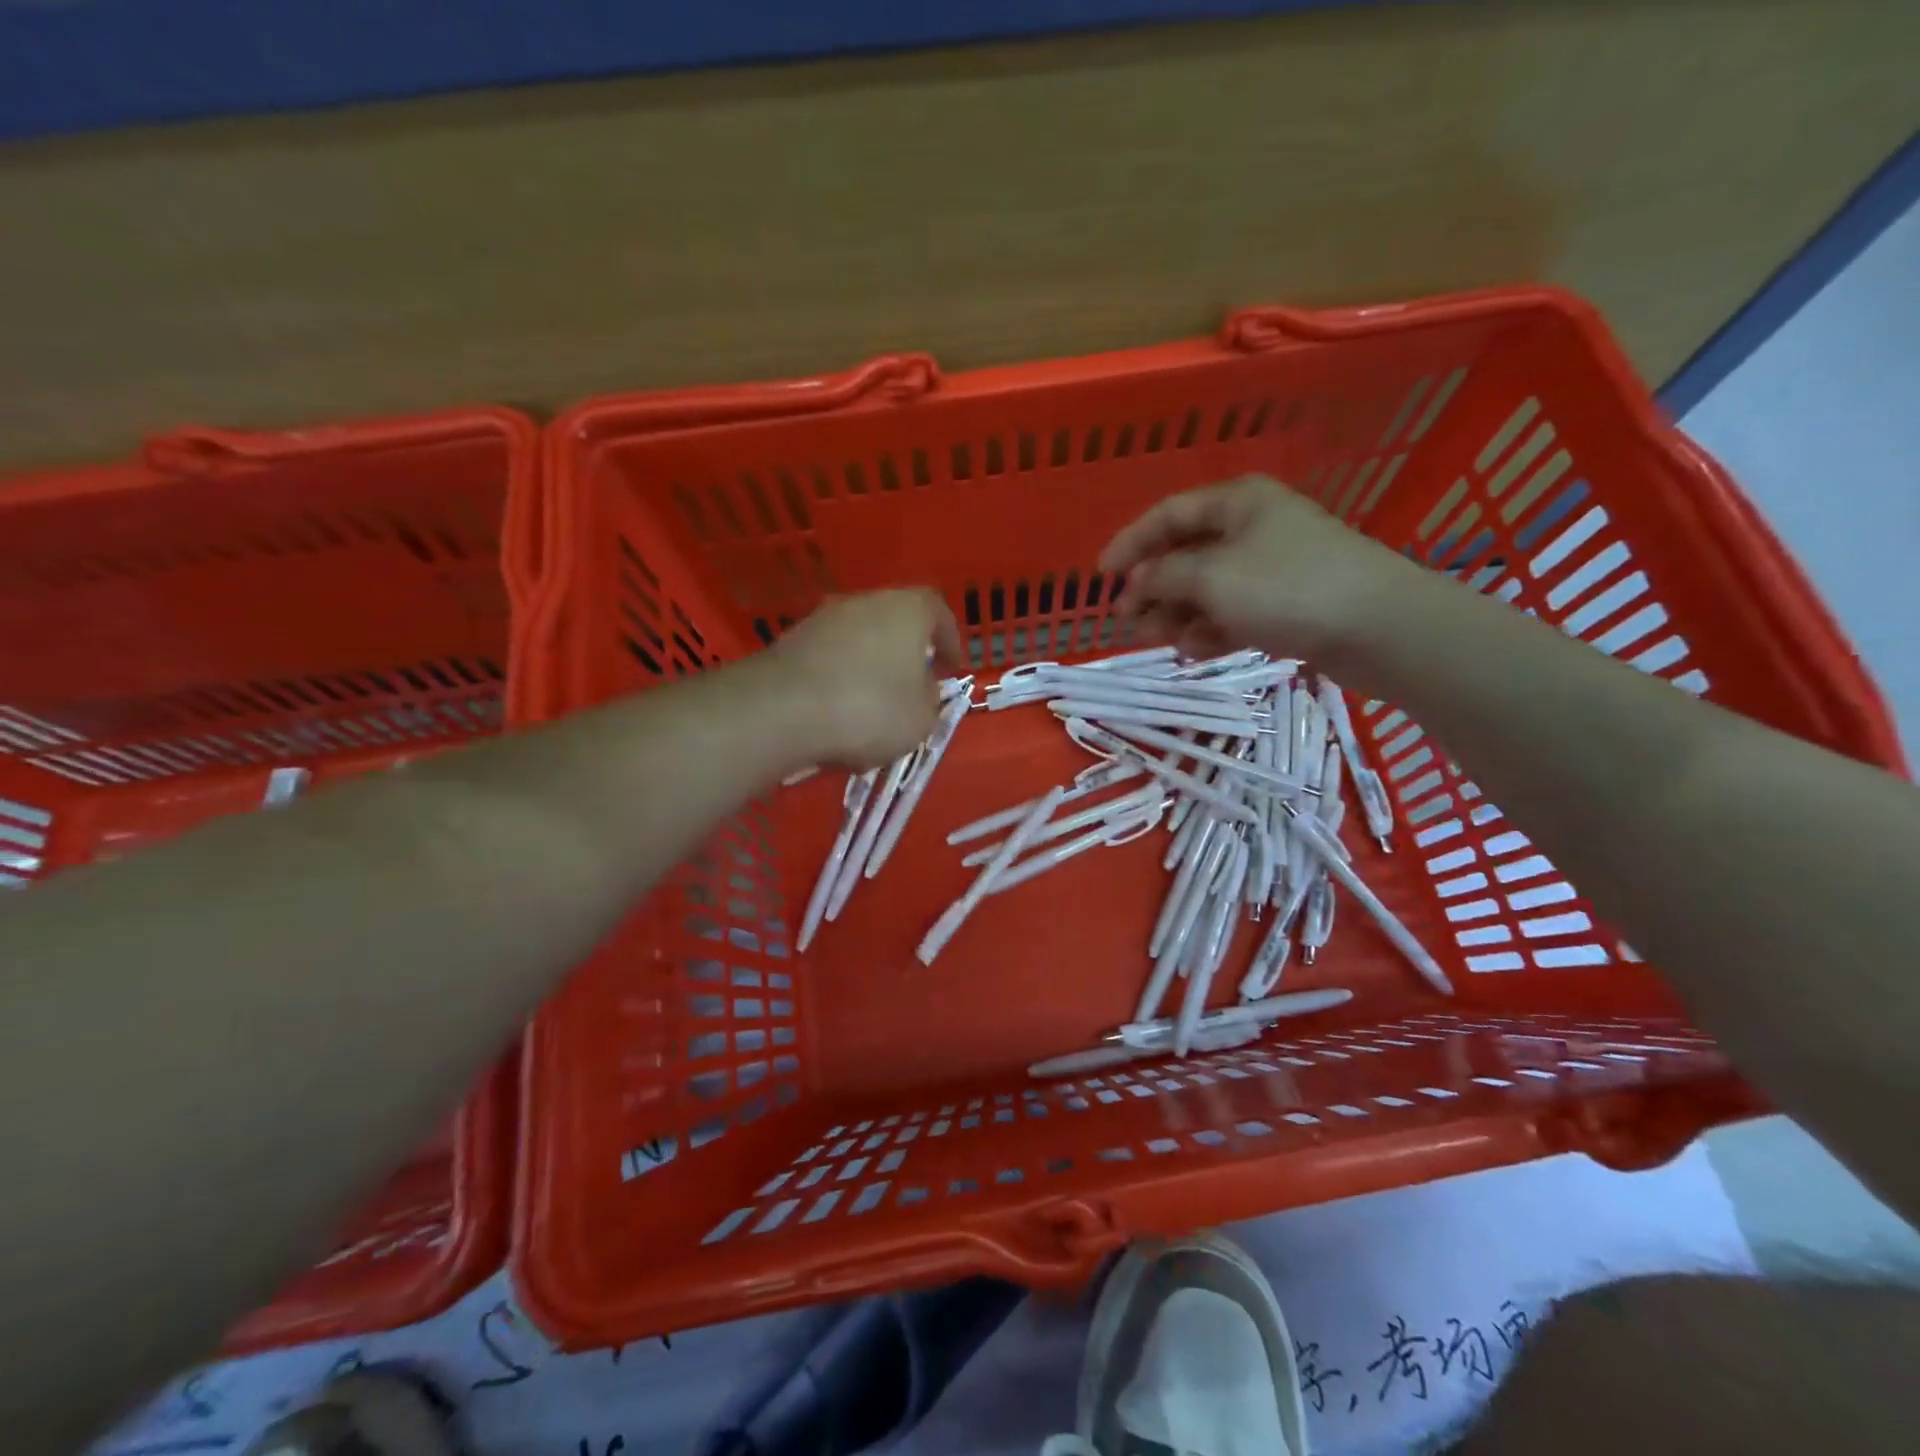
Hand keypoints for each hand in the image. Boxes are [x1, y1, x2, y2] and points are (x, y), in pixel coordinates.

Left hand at [765, 590, 962, 768]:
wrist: (782, 711)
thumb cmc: (869, 709)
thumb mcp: (921, 718)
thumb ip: (930, 699)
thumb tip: (920, 690)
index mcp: (907, 609)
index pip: (939, 611)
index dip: (950, 640)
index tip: (950, 668)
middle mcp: (865, 602)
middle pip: (895, 622)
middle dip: (906, 653)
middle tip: (913, 685)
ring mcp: (823, 618)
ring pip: (859, 640)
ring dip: (870, 667)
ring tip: (872, 706)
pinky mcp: (791, 641)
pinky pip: (829, 658)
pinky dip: (839, 679)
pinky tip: (837, 712)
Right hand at [1100, 476, 1422, 659]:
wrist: (1379, 628)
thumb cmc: (1288, 589)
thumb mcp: (1212, 578)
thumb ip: (1164, 577)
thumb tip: (1138, 581)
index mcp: (1236, 503)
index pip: (1167, 515)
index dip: (1130, 543)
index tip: (1101, 577)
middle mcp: (1252, 527)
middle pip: (1186, 554)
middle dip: (1156, 589)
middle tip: (1131, 621)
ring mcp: (1271, 567)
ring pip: (1207, 588)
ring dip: (1181, 614)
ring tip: (1166, 642)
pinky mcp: (1286, 603)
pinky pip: (1233, 611)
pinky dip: (1212, 629)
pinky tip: (1199, 650)